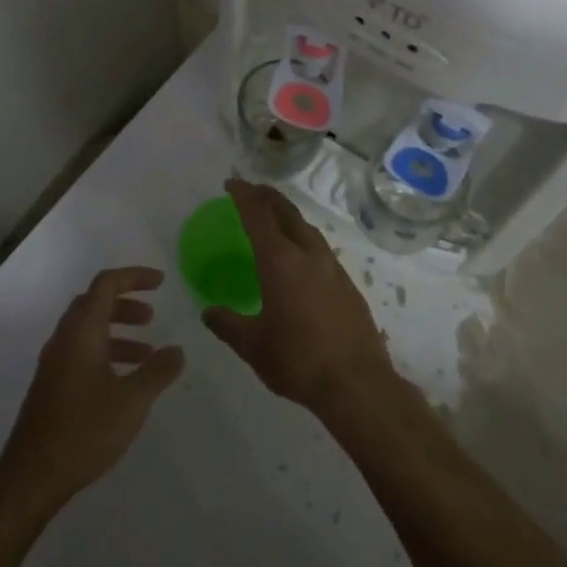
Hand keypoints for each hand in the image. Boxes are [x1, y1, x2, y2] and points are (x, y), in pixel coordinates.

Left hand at [0, 267, 184, 518]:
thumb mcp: (132, 401)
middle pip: (94, 303)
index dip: (134, 277)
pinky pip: (81, 352)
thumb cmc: (84, 431)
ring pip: (88, 330)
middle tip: (152, 316)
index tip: (161, 282)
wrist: (31, 476)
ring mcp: (54, 363)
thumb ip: (157, 371)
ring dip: (117, 331)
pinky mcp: (51, 386)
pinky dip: (106, 352)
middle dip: (125, 303)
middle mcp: (64, 340)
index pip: (106, 285)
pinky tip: (124, 381)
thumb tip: (177, 350)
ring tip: (147, 351)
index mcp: (81, 333)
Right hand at [202, 179, 398, 415]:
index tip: (232, 183)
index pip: (258, 216)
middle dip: (268, 197)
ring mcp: (333, 269)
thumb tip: (208, 312)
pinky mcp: (349, 286)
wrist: (357, 383)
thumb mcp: (253, 346)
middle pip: (287, 213)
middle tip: (253, 191)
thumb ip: (228, 325)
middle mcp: (308, 256)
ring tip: (277, 218)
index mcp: (280, 262)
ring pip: (308, 229)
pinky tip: (302, 259)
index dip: (244, 195)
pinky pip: (322, 250)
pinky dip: (305, 240)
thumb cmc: (298, 360)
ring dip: (290, 217)